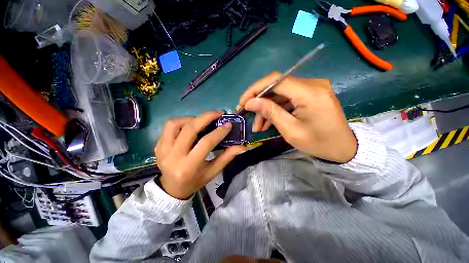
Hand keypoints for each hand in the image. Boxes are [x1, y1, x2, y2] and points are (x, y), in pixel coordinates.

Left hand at [155, 110, 244, 199]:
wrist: (172, 188)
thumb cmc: (195, 181)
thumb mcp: (213, 172)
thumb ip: (227, 157)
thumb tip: (242, 146)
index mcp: (189, 166)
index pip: (206, 143)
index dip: (219, 132)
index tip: (229, 124)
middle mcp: (173, 156)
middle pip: (190, 129)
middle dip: (207, 117)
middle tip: (219, 113)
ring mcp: (162, 149)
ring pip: (176, 123)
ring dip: (192, 118)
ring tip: (203, 120)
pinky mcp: (158, 145)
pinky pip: (169, 126)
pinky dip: (182, 121)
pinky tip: (191, 124)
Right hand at [237, 72, 356, 162]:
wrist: (342, 149)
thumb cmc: (318, 143)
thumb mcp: (290, 130)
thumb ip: (270, 112)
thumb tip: (250, 102)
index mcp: (310, 92)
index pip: (276, 80)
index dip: (255, 89)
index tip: (243, 102)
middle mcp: (312, 84)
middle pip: (276, 87)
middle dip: (259, 102)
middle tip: (248, 116)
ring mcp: (312, 89)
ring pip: (280, 95)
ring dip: (267, 109)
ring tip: (258, 126)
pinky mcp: (310, 95)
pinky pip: (287, 99)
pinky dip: (276, 110)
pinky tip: (268, 122)